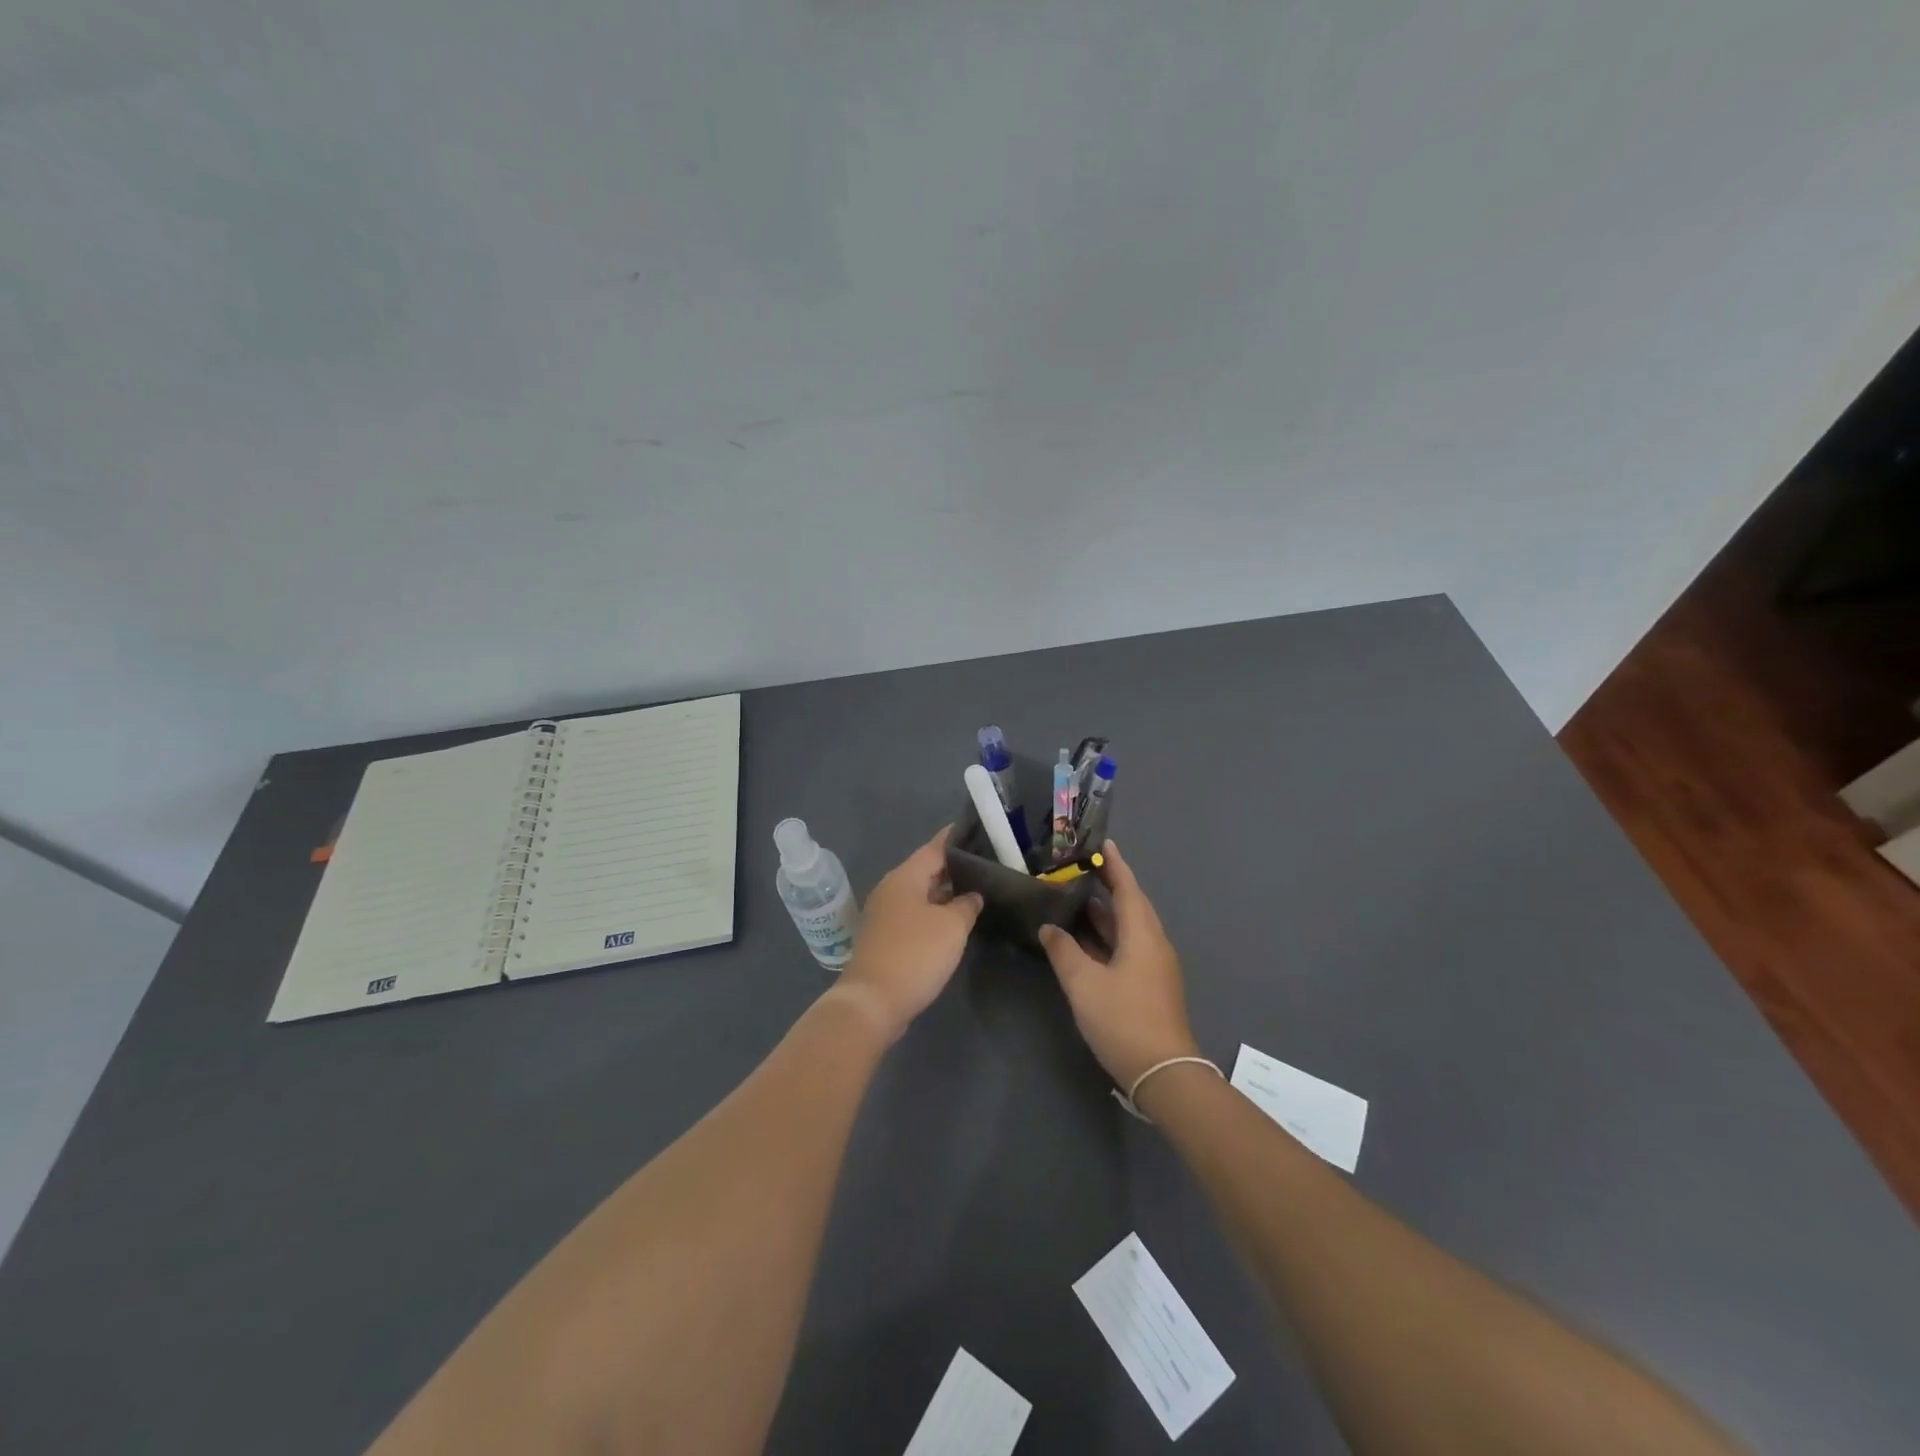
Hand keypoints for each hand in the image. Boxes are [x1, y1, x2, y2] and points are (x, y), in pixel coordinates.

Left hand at [833, 826, 983, 1042]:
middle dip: (955, 868)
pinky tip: (955, 920)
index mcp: (904, 877)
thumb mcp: (952, 927)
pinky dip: (935, 912)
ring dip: (945, 893)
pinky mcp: (885, 937)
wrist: (873, 1002)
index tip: (979, 831)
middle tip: (987, 864)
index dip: (956, 839)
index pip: (935, 848)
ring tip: (977, 890)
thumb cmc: (915, 955)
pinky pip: (915, 914)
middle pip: (926, 870)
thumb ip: (966, 906)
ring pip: (921, 894)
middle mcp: (891, 889)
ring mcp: (885, 914)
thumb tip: (972, 896)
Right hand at [1038, 840, 1198, 1089]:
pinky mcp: (1151, 984)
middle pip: (1130, 904)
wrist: (1163, 1072)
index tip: (1102, 844)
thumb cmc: (1123, 1019)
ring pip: (1128, 927)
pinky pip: (1128, 946)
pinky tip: (1086, 940)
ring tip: (1076, 898)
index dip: (1114, 865)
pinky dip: (1107, 935)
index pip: (1127, 888)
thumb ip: (1063, 951)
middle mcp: (1153, 943)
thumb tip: (1049, 928)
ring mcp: (1154, 966)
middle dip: (1108, 885)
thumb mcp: (1084, 983)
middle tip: (1080, 869)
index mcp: (1142, 934)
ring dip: (1105, 912)